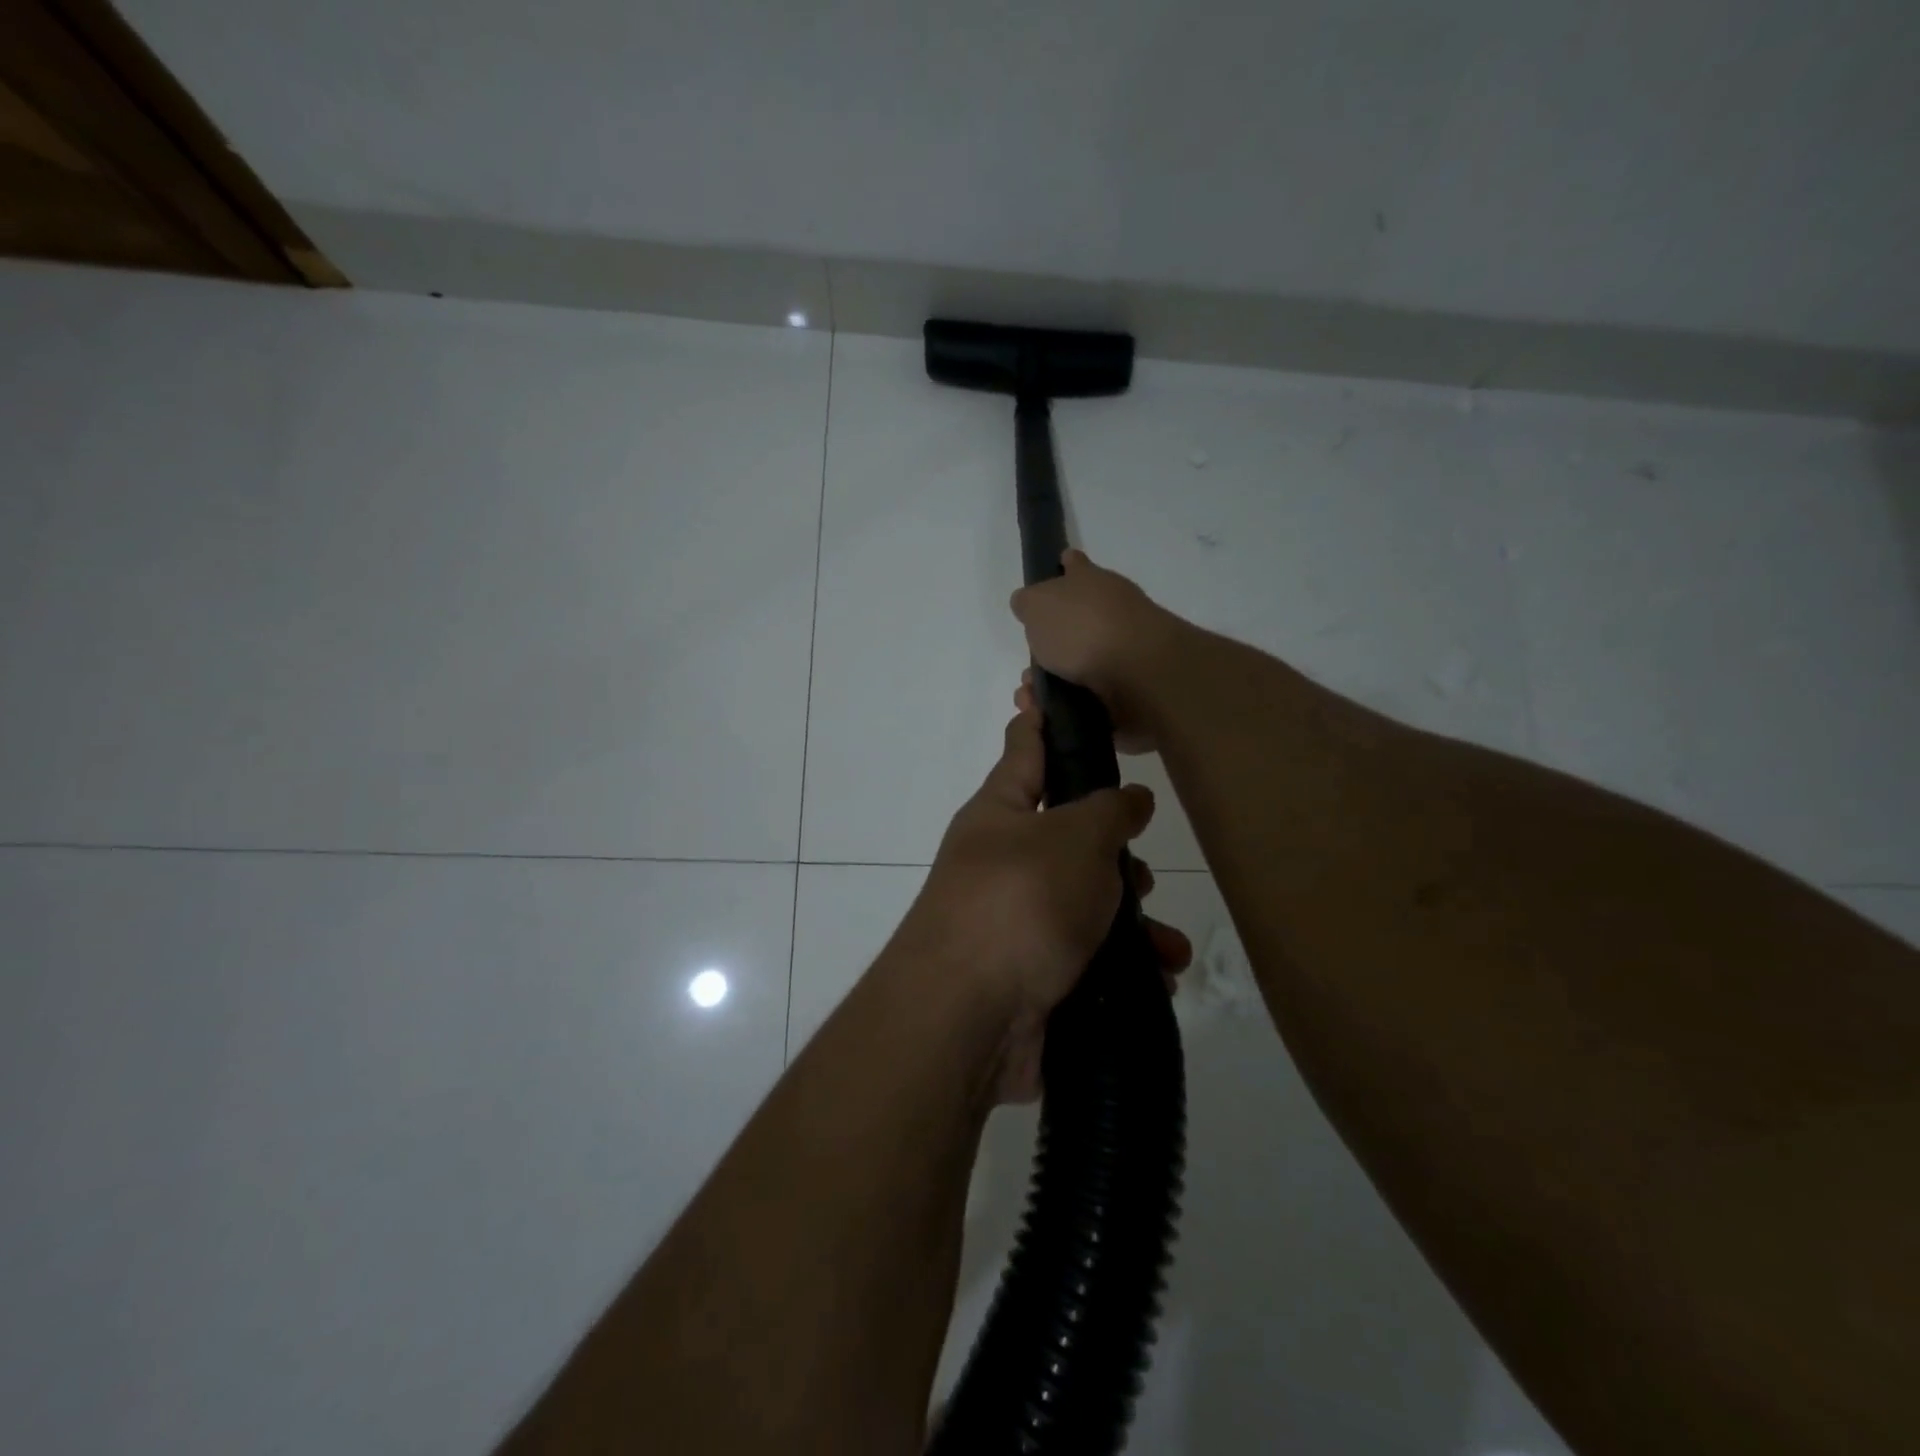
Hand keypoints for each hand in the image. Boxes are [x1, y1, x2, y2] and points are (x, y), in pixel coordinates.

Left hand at [896, 695, 1191, 1103]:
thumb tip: (1130, 798)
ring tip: (1164, 939)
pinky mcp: (1033, 973)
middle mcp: (1003, 860)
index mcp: (1001, 812)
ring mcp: (1015, 919)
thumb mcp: (1074, 839)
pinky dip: (1124, 964)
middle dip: (1113, 848)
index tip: (1045, 686)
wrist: (968, 1018)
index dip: (1040, 717)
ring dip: (1131, 917)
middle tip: (1140, 865)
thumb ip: (1108, 810)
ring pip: (1086, 901)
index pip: (1024, 747)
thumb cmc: (1020, 902)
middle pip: (1067, 834)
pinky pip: (1088, 955)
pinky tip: (1156, 976)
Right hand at [1008, 550, 1188, 752]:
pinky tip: (1052, 716)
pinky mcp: (1130, 689)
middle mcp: (1112, 611)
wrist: (1138, 673)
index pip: (1076, 565)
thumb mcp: (1038, 605)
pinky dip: (1071, 706)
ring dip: (1055, 682)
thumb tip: (1027, 604)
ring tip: (1033, 700)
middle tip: (1029, 668)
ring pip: (1080, 665)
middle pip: (1077, 622)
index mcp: (1092, 582)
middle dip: (1050, 645)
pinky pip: (1091, 697)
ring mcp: (1125, 650)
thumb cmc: (1083, 628)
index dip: (1065, 567)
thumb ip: (1028, 603)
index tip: (1058, 570)